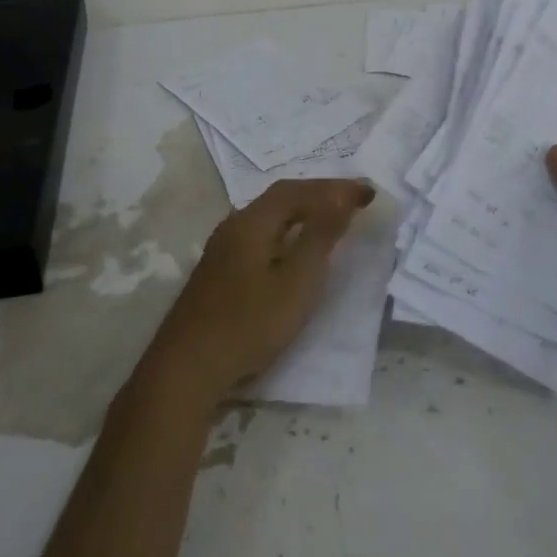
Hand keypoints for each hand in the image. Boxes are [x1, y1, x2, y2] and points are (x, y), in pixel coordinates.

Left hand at [147, 177, 375, 405]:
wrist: (187, 369)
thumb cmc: (249, 324)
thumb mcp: (297, 282)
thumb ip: (320, 236)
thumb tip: (341, 195)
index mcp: (252, 221)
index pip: (298, 190)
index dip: (334, 187)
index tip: (368, 193)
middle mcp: (234, 225)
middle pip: (281, 197)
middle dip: (319, 194)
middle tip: (353, 200)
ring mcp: (222, 247)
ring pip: (269, 216)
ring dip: (303, 210)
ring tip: (331, 218)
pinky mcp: (219, 269)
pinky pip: (261, 233)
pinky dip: (287, 229)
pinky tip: (294, 246)